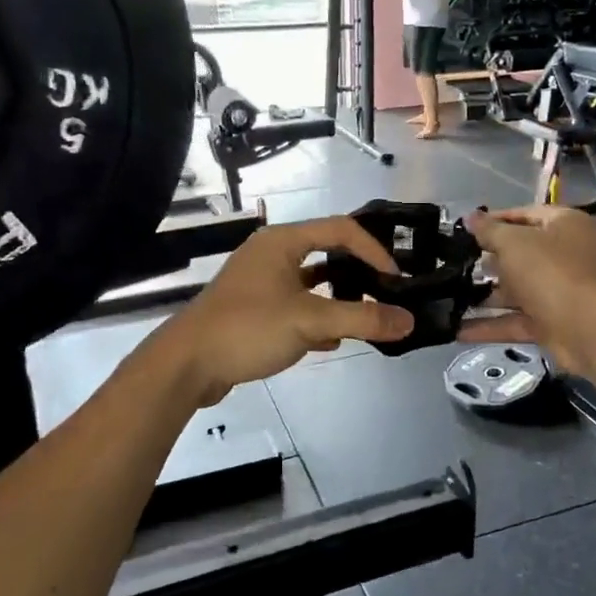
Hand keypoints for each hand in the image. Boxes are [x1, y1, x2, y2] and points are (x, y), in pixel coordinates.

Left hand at [161, 217, 414, 404]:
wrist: (187, 365)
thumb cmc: (248, 328)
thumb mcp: (310, 321)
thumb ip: (362, 319)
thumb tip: (408, 321)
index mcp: (282, 241)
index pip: (341, 230)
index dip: (373, 250)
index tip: (396, 278)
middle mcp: (271, 254)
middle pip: (326, 252)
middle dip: (357, 272)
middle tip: (385, 292)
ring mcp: (260, 282)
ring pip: (311, 282)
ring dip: (338, 297)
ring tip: (365, 316)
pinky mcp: (254, 309)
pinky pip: (296, 305)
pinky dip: (317, 317)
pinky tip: (332, 341)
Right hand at [457, 206, 595, 374]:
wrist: (584, 328)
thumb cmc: (549, 270)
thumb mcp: (512, 242)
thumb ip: (489, 230)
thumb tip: (470, 218)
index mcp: (566, 225)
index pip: (526, 214)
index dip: (495, 220)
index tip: (466, 229)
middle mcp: (567, 255)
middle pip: (522, 254)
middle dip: (488, 261)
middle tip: (455, 263)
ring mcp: (560, 291)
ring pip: (518, 290)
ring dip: (486, 296)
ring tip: (450, 297)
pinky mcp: (552, 323)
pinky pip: (516, 320)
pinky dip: (490, 325)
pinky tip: (458, 329)